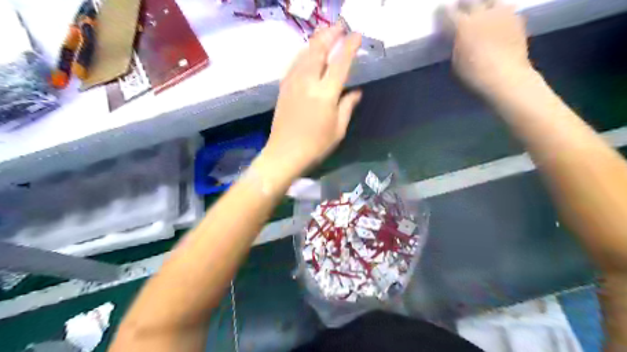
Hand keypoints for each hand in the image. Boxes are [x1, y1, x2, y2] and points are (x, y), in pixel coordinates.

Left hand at [262, 24, 363, 177]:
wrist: (284, 154)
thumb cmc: (315, 146)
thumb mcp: (338, 129)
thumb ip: (347, 107)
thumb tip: (356, 92)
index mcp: (325, 94)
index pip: (340, 63)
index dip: (350, 47)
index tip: (357, 35)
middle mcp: (308, 82)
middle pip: (319, 50)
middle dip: (330, 35)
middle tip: (340, 27)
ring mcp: (293, 83)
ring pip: (304, 54)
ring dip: (316, 41)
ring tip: (325, 35)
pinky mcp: (283, 88)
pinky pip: (295, 64)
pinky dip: (304, 54)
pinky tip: (308, 54)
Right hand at [446, 0, 532, 95]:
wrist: (506, 76)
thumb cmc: (475, 74)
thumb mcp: (456, 62)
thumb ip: (456, 45)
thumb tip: (457, 38)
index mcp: (462, 25)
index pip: (448, 12)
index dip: (442, 12)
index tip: (440, 11)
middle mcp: (481, 14)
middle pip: (470, 1)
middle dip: (463, 3)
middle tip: (459, 6)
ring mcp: (501, 14)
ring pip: (491, 0)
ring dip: (484, 4)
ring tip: (482, 9)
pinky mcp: (516, 18)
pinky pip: (506, 9)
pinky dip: (500, 12)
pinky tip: (498, 19)